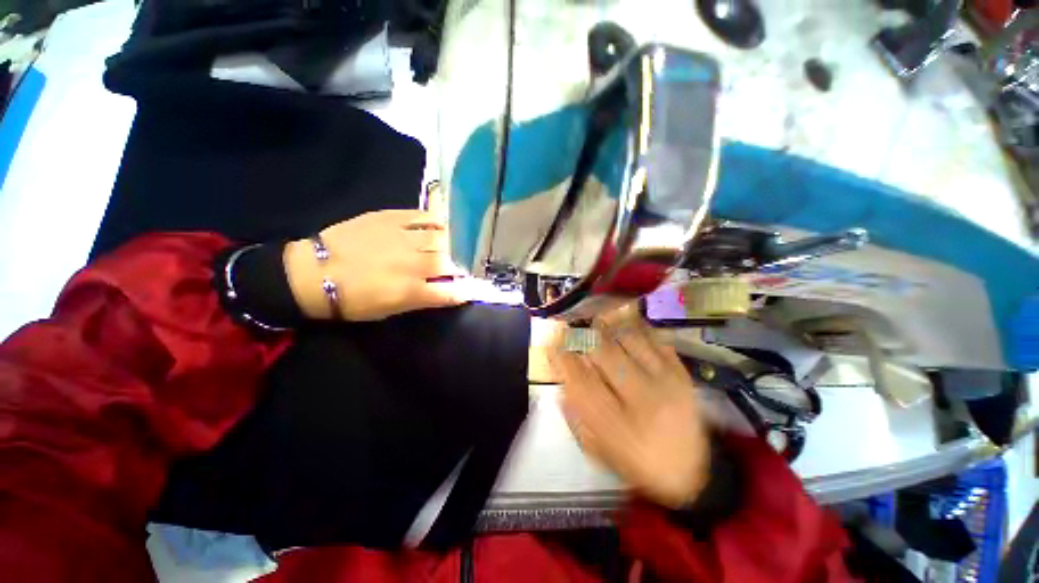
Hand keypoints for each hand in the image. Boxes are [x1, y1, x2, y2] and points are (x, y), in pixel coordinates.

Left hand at [283, 210, 472, 320]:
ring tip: (462, 242)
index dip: (467, 290)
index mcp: (412, 291)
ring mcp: (402, 238)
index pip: (452, 291)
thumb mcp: (390, 311)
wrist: (313, 273)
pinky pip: (422, 217)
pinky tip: (444, 223)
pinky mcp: (390, 219)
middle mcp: (413, 264)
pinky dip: (437, 220)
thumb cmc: (354, 301)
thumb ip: (423, 300)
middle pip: (450, 262)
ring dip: (455, 242)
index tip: (474, 289)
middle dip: (463, 265)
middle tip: (468, 264)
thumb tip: (448, 291)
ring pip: (441, 238)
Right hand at [550, 321, 710, 508]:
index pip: (579, 378)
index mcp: (616, 424)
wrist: (692, 473)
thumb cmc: (635, 462)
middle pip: (603, 350)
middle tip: (571, 328)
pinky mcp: (681, 372)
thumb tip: (563, 371)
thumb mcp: (595, 447)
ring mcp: (666, 381)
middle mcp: (641, 398)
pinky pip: (653, 338)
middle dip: (581, 334)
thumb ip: (574, 410)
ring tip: (594, 324)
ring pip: (627, 336)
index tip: (553, 344)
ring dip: (605, 326)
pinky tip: (620, 327)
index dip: (562, 355)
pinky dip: (632, 328)